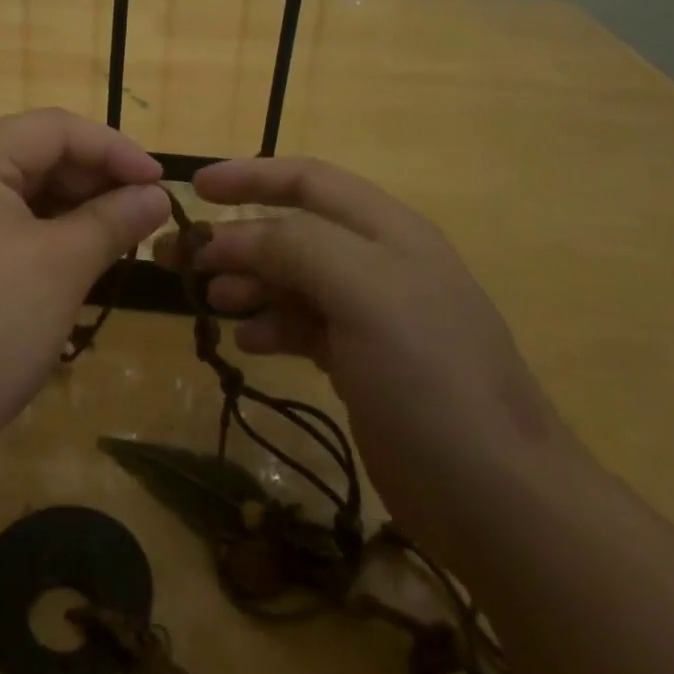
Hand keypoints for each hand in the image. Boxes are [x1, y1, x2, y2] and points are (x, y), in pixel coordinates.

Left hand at [0, 110, 170, 461]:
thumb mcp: (62, 266)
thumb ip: (114, 219)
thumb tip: (158, 195)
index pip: (52, 129)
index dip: (114, 149)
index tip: (161, 184)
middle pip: (33, 155)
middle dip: (93, 181)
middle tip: (143, 215)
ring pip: (18, 192)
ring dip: (71, 209)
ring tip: (118, 238)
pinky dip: (41, 233)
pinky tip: (75, 258)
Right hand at [185, 157, 582, 561]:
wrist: (496, 498)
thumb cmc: (429, 376)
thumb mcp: (364, 291)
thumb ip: (294, 246)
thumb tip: (227, 237)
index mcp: (387, 231)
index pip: (309, 180)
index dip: (251, 176)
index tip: (195, 188)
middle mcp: (378, 264)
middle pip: (291, 231)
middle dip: (234, 238)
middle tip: (177, 257)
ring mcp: (372, 316)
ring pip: (292, 280)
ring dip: (246, 282)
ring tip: (209, 300)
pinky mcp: (363, 363)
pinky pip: (302, 326)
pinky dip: (270, 325)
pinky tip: (248, 342)